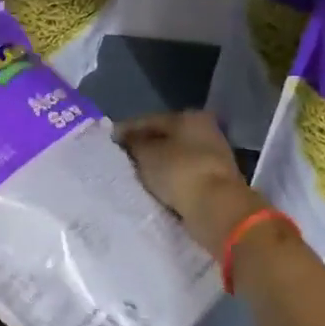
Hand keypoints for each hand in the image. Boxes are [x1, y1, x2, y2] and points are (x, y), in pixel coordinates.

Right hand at [116, 110, 265, 255]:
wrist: (217, 208)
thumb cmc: (179, 172)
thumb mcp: (146, 154)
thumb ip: (132, 143)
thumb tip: (125, 138)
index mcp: (188, 117)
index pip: (148, 120)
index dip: (125, 130)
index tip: (107, 142)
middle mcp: (204, 130)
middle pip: (163, 138)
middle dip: (141, 148)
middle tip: (119, 159)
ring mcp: (212, 156)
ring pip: (173, 157)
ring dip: (154, 164)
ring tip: (132, 175)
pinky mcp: (215, 179)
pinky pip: (182, 174)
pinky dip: (167, 178)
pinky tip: (152, 185)